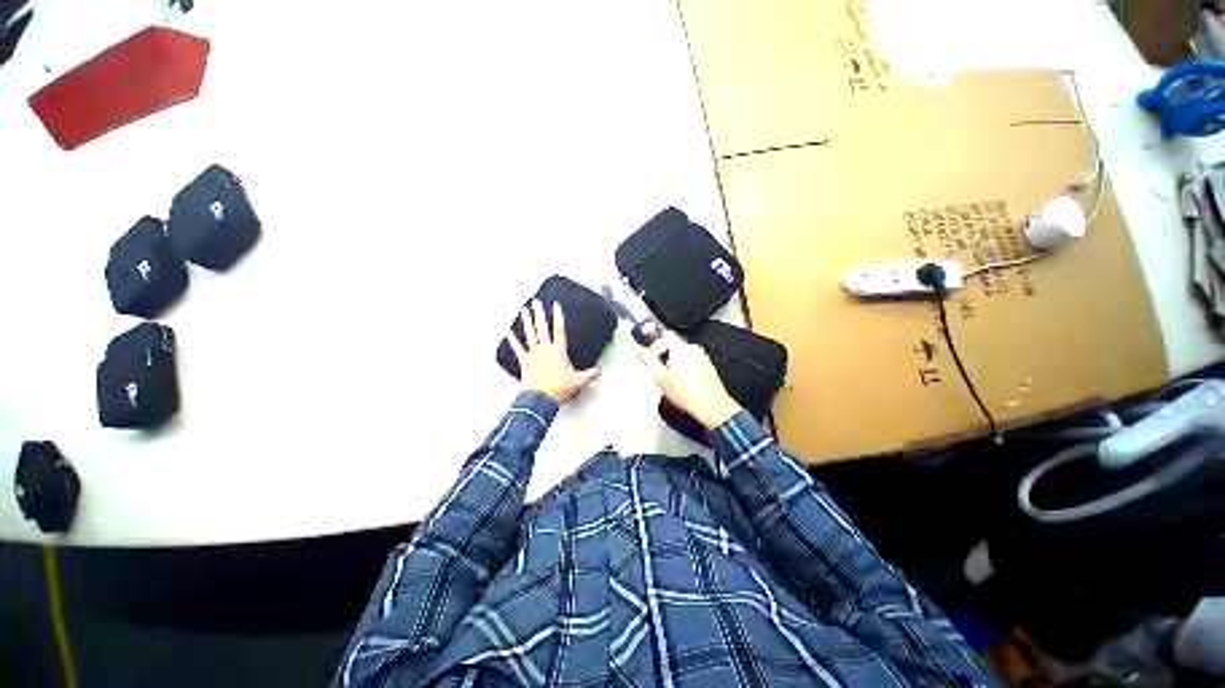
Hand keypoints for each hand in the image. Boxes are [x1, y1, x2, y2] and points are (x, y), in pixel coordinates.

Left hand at [506, 300, 599, 404]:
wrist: (540, 398)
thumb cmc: (557, 389)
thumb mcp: (578, 381)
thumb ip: (589, 374)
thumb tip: (598, 371)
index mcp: (558, 352)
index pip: (559, 330)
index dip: (558, 316)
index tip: (555, 305)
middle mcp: (545, 349)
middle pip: (542, 327)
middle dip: (539, 313)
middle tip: (536, 302)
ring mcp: (533, 354)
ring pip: (529, 334)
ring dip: (526, 321)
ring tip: (524, 311)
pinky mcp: (524, 361)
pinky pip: (517, 348)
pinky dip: (512, 340)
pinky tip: (508, 332)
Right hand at [635, 338, 740, 430]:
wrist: (712, 406)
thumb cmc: (685, 392)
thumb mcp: (661, 376)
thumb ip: (647, 359)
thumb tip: (635, 347)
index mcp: (680, 346)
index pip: (663, 336)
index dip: (654, 347)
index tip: (650, 360)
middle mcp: (693, 347)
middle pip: (673, 345)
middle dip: (664, 356)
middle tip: (660, 372)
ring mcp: (702, 356)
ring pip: (682, 354)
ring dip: (675, 362)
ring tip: (672, 380)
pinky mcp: (708, 366)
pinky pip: (692, 362)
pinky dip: (685, 368)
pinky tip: (684, 383)